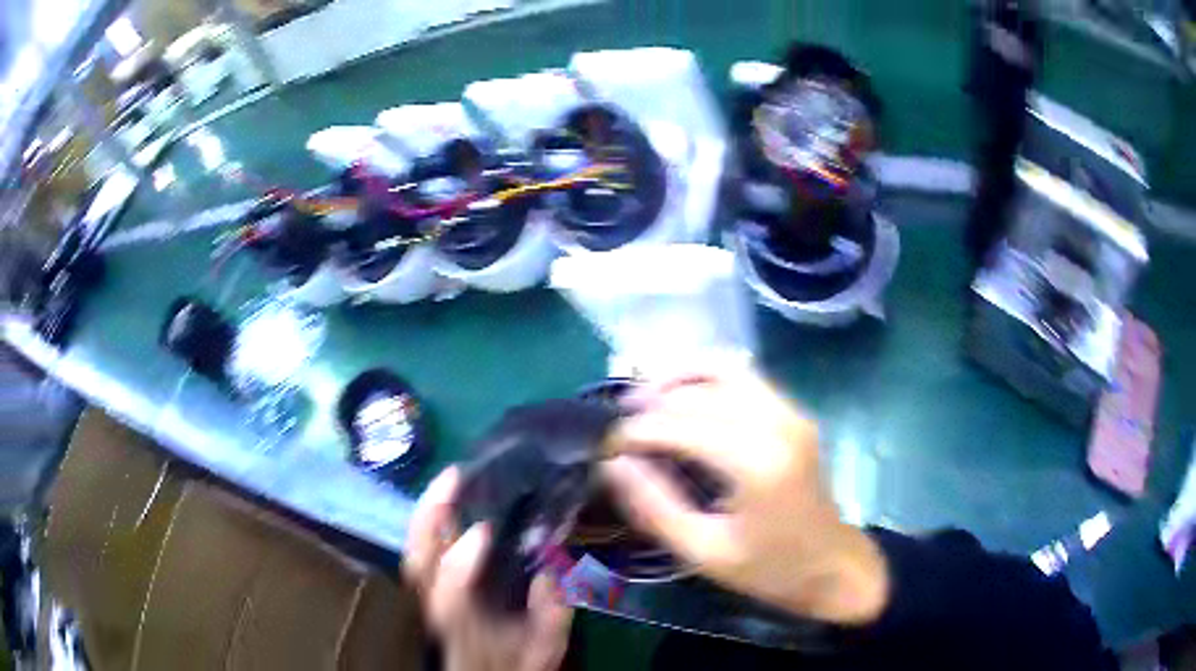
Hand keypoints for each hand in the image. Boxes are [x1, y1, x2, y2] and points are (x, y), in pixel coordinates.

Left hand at [405, 468, 572, 670]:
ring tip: (450, 478)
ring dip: (428, 510)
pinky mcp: (431, 585)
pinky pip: (422, 549)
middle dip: (431, 516)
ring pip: (415, 550)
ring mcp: (429, 594)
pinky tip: (447, 500)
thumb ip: (551, 613)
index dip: (460, 563)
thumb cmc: (515, 663)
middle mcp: (437, 607)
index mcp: (465, 625)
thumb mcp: (546, 646)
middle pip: (419, 562)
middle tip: (455, 477)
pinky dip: (430, 521)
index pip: (451, 595)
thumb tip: (547, 572)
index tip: (485, 531)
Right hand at [602, 367, 888, 625]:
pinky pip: (743, 376)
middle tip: (618, 425)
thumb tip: (613, 463)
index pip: (681, 425)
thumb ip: (654, 505)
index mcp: (756, 462)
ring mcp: (790, 411)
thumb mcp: (703, 552)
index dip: (636, 431)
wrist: (833, 564)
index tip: (605, 446)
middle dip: (651, 402)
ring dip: (678, 377)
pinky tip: (683, 397)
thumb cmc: (769, 568)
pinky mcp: (794, 412)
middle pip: (700, 390)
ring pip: (723, 368)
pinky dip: (706, 377)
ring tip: (644, 400)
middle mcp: (777, 422)